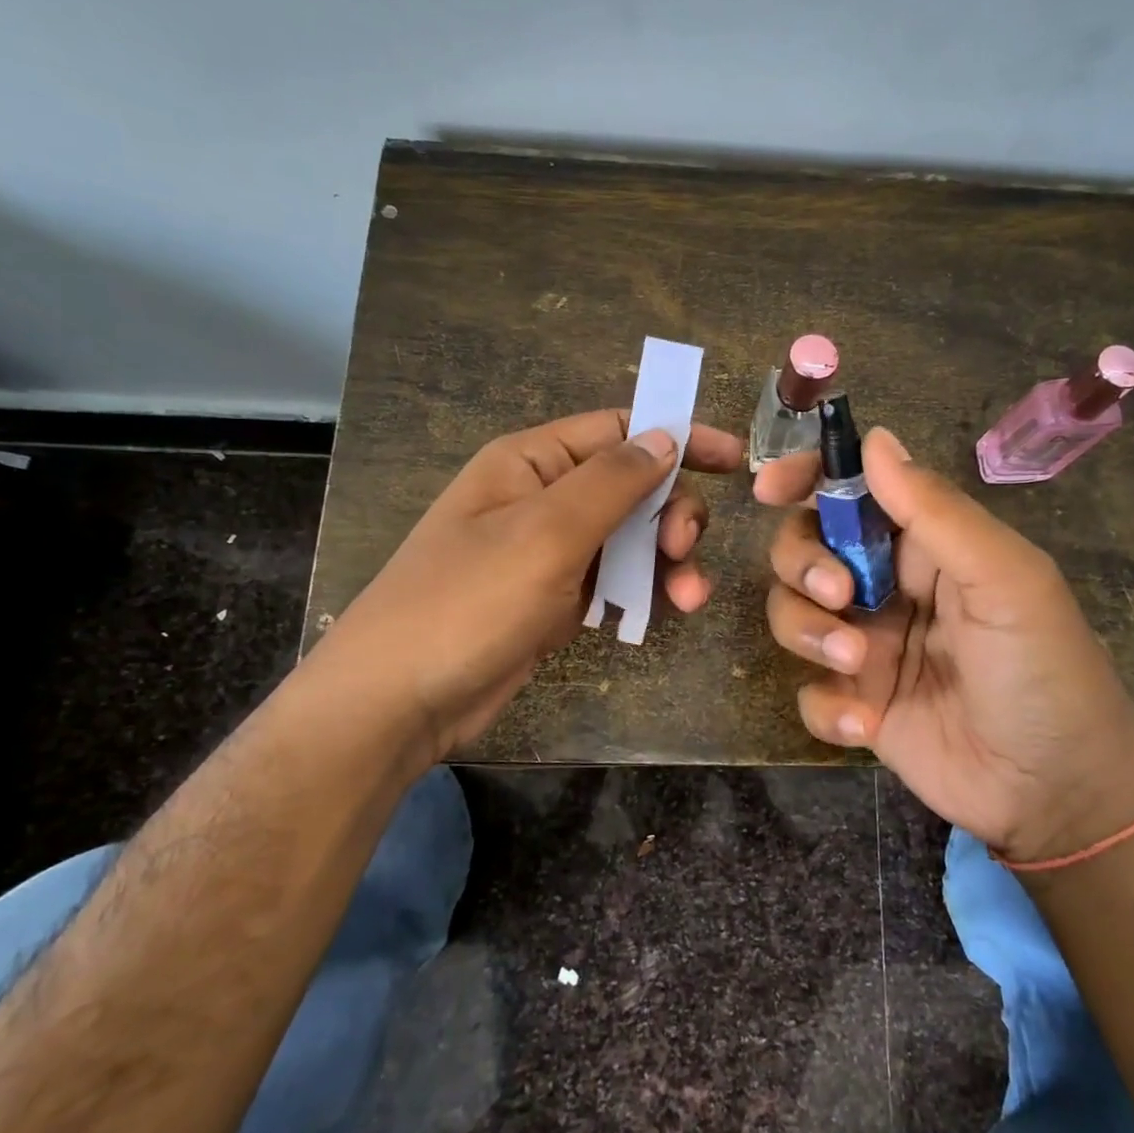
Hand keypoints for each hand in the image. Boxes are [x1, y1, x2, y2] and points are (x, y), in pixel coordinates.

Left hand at [320, 410, 742, 759]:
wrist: (400, 701)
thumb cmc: (468, 602)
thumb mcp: (545, 533)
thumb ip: (612, 481)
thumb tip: (666, 437)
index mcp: (532, 463)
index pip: (619, 430)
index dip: (678, 438)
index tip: (733, 460)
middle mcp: (544, 500)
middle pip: (632, 487)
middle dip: (672, 514)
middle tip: (685, 549)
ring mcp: (551, 553)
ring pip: (631, 539)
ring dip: (668, 561)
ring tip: (689, 598)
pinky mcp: (557, 600)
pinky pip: (617, 581)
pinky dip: (645, 591)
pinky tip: (664, 612)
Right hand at [755, 430, 1133, 861]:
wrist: (1058, 792)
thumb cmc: (1044, 670)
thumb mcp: (1004, 580)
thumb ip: (936, 511)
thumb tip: (874, 438)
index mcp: (924, 546)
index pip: (852, 493)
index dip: (806, 480)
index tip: (770, 488)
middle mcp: (886, 588)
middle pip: (804, 550)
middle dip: (804, 566)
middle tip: (840, 598)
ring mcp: (867, 647)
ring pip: (792, 615)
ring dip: (808, 634)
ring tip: (856, 665)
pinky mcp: (856, 704)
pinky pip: (809, 691)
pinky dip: (827, 706)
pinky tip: (866, 725)